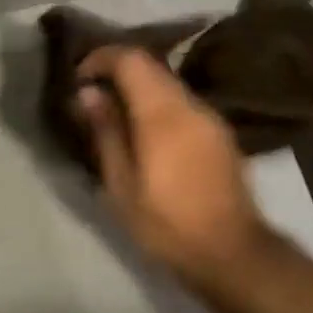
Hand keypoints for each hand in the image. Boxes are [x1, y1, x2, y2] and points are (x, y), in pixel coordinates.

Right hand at [75, 46, 272, 289]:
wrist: (233, 254)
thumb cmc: (167, 223)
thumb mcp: (122, 184)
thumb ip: (106, 131)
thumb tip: (87, 93)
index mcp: (162, 112)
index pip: (130, 59)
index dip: (101, 58)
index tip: (79, 78)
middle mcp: (189, 104)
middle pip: (150, 66)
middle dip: (118, 71)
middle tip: (92, 94)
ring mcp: (210, 117)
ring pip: (167, 84)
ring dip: (138, 88)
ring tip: (115, 115)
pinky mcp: (220, 133)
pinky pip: (182, 103)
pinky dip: (158, 104)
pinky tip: (146, 133)